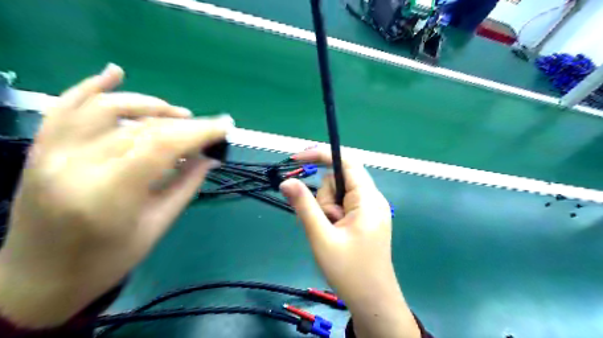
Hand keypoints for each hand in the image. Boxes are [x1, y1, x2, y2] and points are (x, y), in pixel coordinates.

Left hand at [0, 63, 231, 327]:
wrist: (38, 279)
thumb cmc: (107, 260)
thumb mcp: (157, 226)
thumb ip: (186, 185)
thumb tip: (210, 156)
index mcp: (108, 195)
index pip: (162, 145)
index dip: (199, 131)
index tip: (224, 127)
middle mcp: (76, 165)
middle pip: (143, 128)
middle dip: (185, 124)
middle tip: (211, 126)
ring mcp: (52, 153)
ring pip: (108, 109)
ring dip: (150, 105)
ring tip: (178, 113)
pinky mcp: (42, 149)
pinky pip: (65, 106)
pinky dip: (92, 86)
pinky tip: (116, 72)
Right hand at [279, 149, 417, 336]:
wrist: (373, 302)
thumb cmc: (349, 272)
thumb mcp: (321, 237)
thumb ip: (304, 206)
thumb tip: (286, 181)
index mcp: (367, 199)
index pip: (345, 162)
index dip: (321, 154)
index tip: (296, 159)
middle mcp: (372, 199)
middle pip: (339, 180)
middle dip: (324, 197)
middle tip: (326, 224)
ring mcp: (370, 210)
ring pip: (338, 194)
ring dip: (327, 210)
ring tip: (331, 234)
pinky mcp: (366, 219)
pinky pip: (343, 205)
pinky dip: (332, 215)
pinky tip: (333, 234)